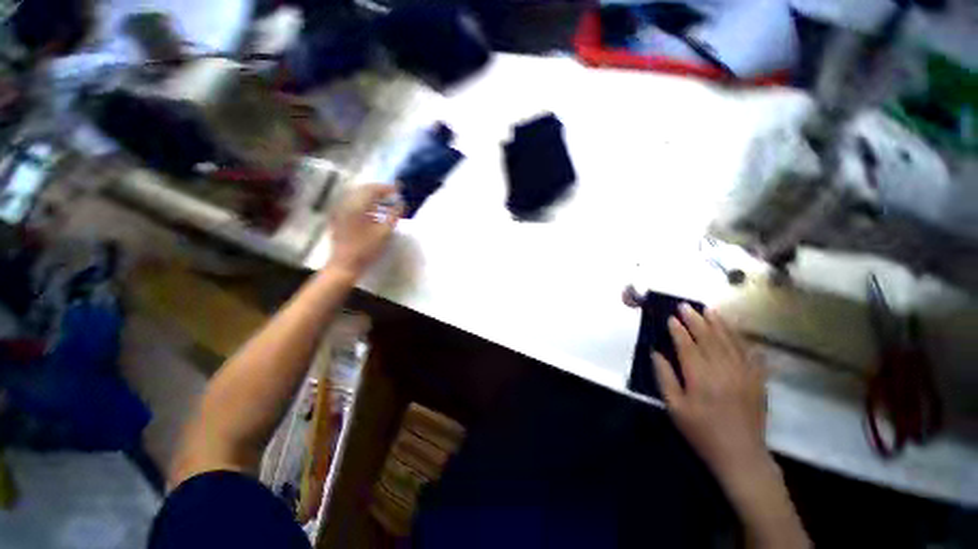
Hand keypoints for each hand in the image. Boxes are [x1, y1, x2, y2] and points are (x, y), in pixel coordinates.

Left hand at [327, 184, 402, 276]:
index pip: (373, 189)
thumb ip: (394, 215)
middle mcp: (346, 203)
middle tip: (393, 194)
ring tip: (386, 203)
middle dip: (379, 190)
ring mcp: (340, 210)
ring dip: (372, 197)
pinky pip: (352, 204)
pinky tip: (374, 212)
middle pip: (363, 190)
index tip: (399, 189)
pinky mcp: (338, 217)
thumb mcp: (385, 232)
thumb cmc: (367, 249)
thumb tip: (401, 203)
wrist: (345, 264)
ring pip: (357, 196)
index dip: (387, 188)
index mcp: (357, 205)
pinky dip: (364, 204)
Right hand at [653, 304, 767, 479]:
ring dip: (719, 323)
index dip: (678, 330)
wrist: (741, 455)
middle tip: (685, 306)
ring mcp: (745, 373)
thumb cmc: (701, 432)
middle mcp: (723, 370)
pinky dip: (741, 339)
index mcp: (700, 377)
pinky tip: (736, 330)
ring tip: (709, 310)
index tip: (671, 317)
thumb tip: (655, 353)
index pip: (687, 345)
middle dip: (696, 320)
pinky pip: (750, 353)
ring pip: (730, 341)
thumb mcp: (675, 408)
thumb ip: (664, 377)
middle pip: (708, 338)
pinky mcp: (758, 380)